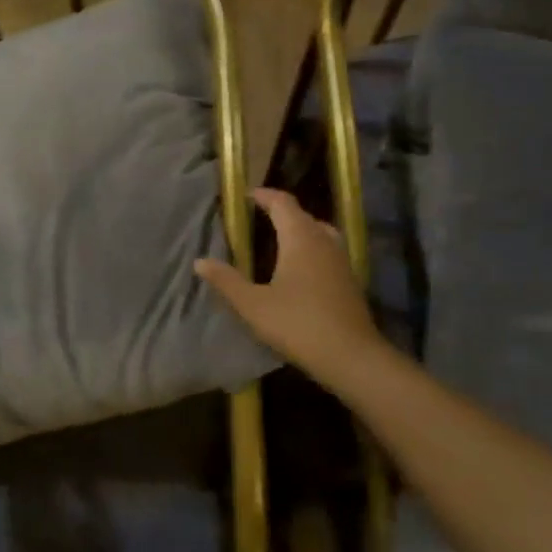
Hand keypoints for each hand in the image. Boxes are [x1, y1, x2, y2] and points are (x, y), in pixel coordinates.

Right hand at [195, 188, 384, 385]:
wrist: (350, 356)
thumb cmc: (298, 324)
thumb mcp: (253, 305)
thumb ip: (226, 281)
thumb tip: (200, 261)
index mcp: (300, 238)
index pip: (282, 203)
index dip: (264, 196)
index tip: (247, 196)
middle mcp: (323, 241)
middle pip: (302, 214)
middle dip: (280, 211)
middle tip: (258, 216)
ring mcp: (341, 259)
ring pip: (318, 231)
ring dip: (299, 228)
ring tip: (279, 237)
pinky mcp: (349, 279)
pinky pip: (327, 249)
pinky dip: (311, 246)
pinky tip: (300, 267)